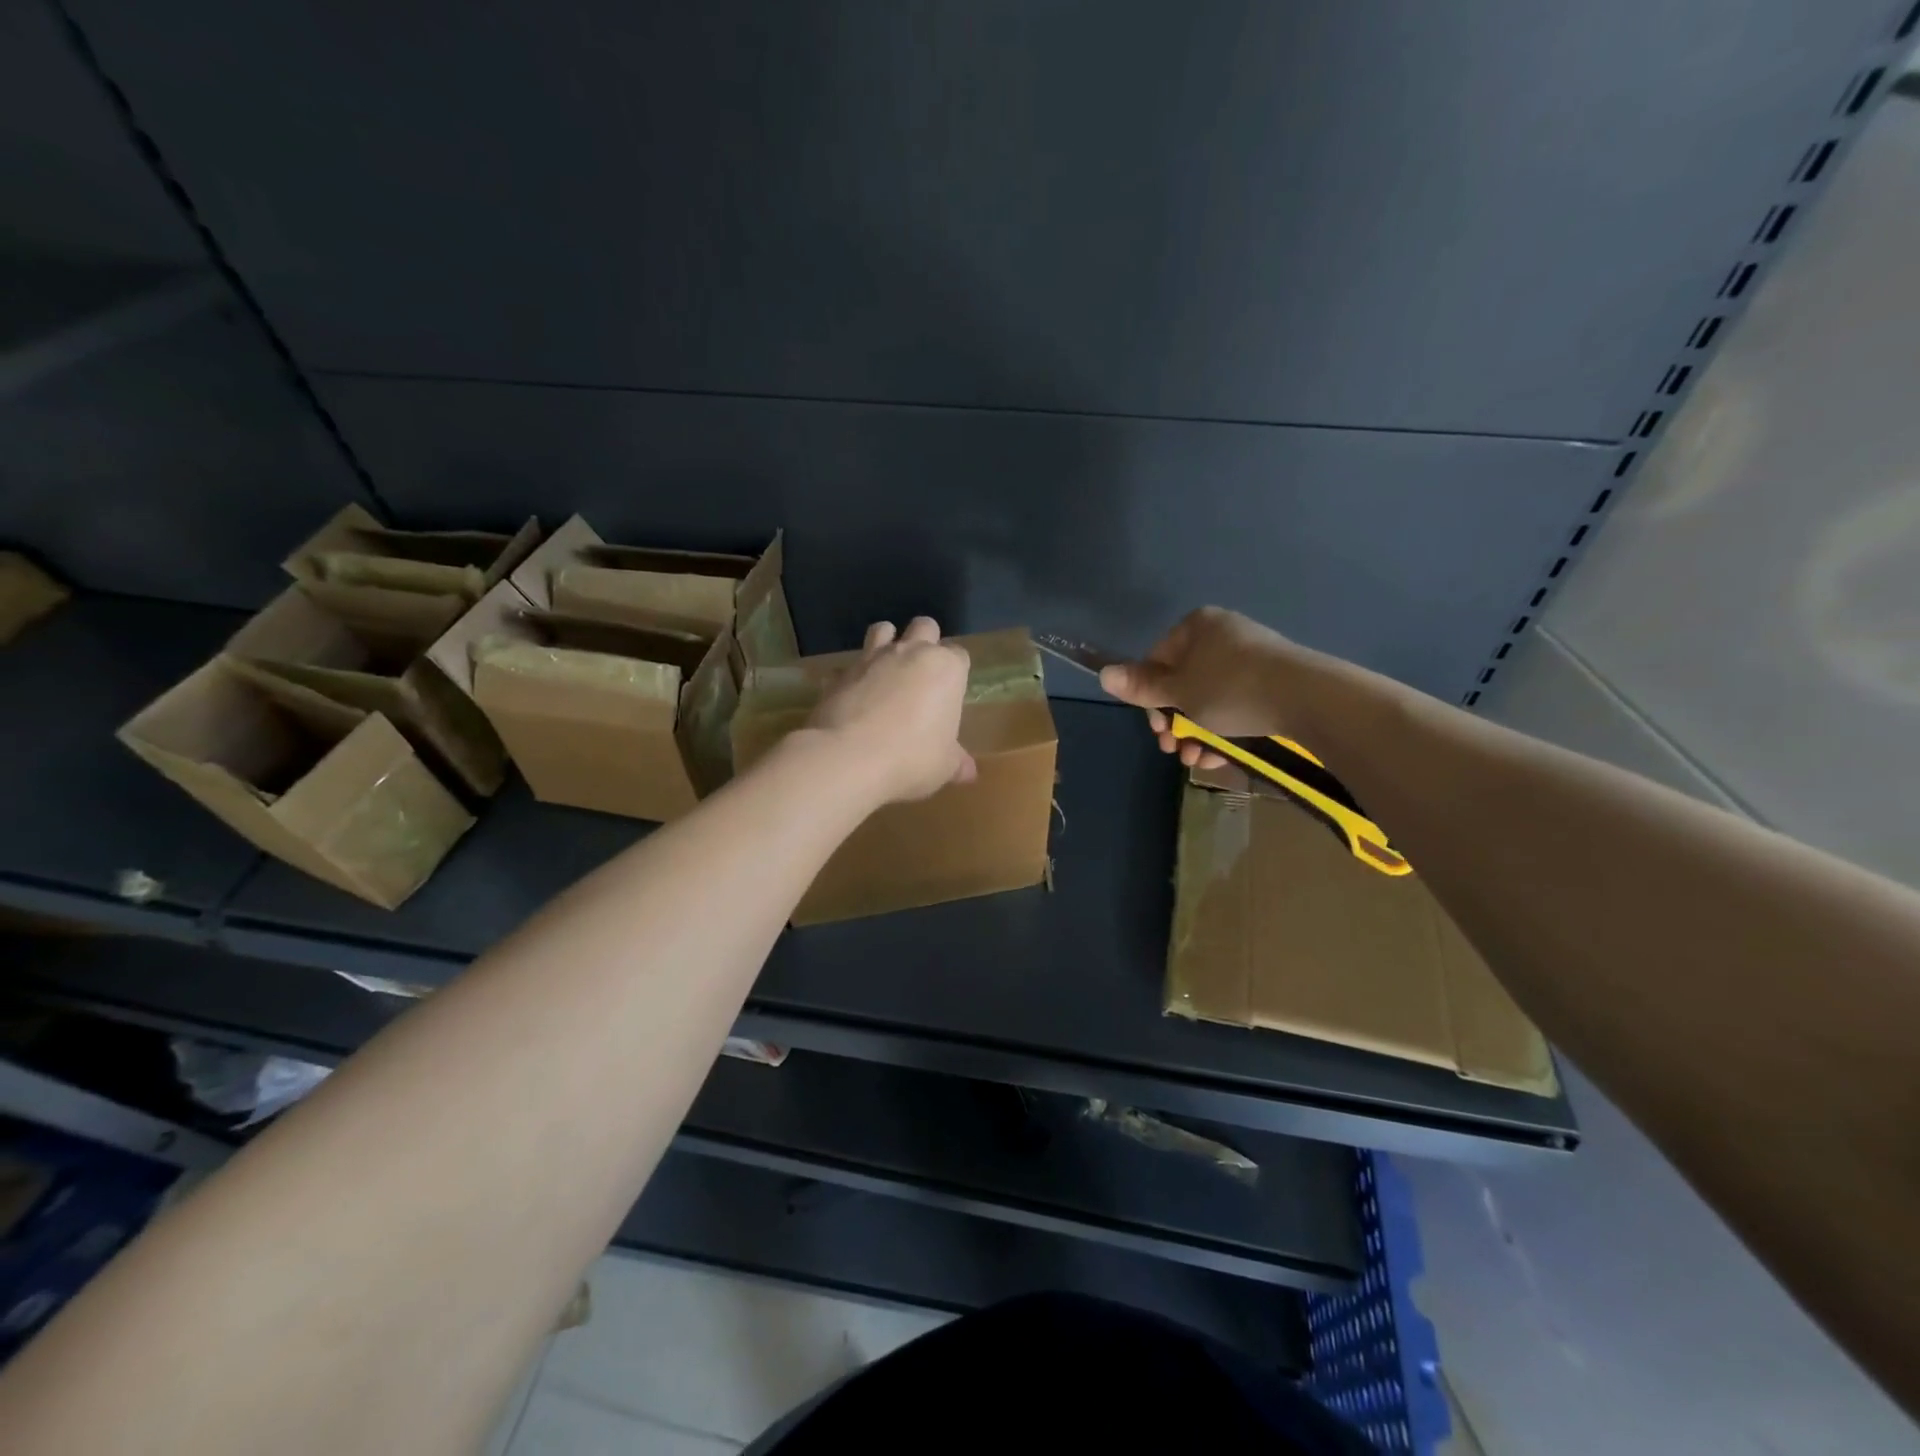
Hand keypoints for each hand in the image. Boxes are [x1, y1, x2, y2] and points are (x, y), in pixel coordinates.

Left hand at [809, 617, 975, 803]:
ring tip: (886, 670)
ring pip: (883, 629)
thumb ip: (957, 762)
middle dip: (926, 641)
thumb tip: (968, 772)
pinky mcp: (840, 673)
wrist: (850, 758)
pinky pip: (848, 666)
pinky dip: (852, 676)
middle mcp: (911, 653)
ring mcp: (872, 658)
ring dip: (887, 642)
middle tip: (922, 674)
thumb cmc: (912, 758)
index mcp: (946, 669)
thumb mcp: (944, 766)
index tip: (950, 695)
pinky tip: (853, 697)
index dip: (955, 672)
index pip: (959, 655)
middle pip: (925, 627)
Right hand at [1098, 606, 1298, 768]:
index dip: (1150, 699)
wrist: (1307, 698)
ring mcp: (1252, 659)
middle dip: (1175, 723)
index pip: (1157, 661)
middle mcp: (1223, 636)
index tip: (1157, 729)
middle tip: (1173, 750)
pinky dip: (1224, 731)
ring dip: (1196, 734)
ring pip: (1210, 700)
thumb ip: (1142, 687)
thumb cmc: (1230, 689)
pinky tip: (1220, 757)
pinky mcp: (1274, 683)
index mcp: (1197, 627)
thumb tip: (1103, 674)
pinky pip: (1237, 706)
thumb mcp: (1178, 691)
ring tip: (1196, 760)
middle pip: (1184, 684)